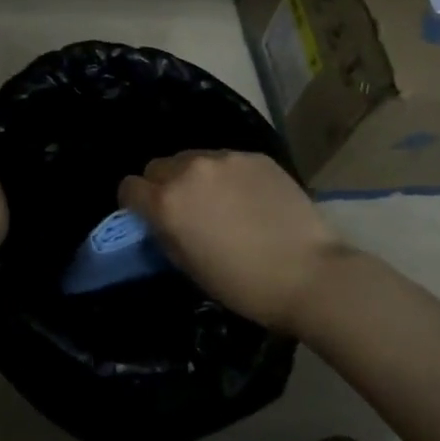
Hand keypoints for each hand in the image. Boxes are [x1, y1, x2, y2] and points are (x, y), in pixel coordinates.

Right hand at [119, 150, 347, 333]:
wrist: (310, 274)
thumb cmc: (243, 284)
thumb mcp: (189, 267)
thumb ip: (165, 233)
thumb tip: (158, 220)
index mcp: (167, 202)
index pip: (129, 187)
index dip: (134, 203)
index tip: (147, 217)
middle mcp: (189, 170)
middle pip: (158, 167)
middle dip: (163, 186)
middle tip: (185, 209)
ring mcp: (225, 159)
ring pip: (193, 159)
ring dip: (196, 177)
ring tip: (221, 202)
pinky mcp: (255, 156)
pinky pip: (227, 160)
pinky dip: (229, 176)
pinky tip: (250, 199)